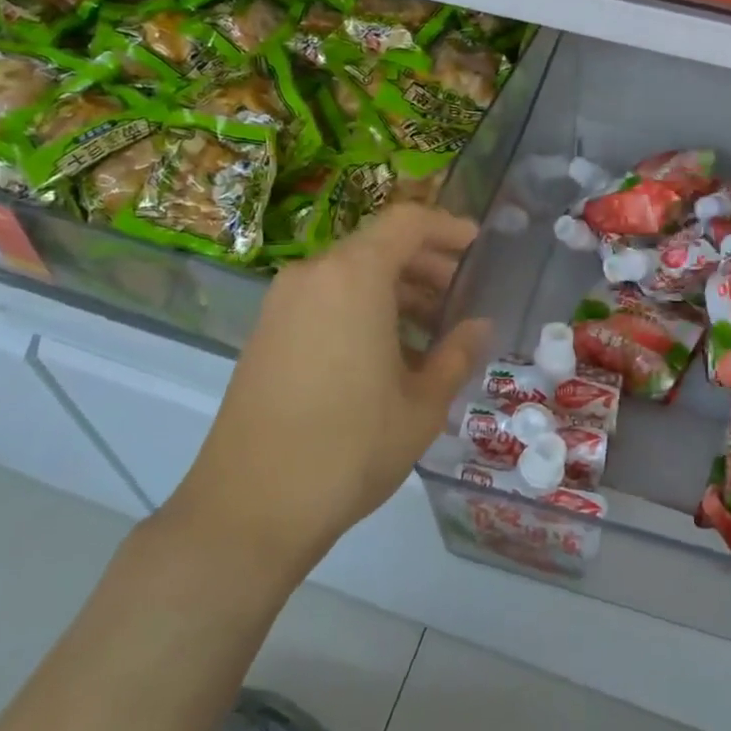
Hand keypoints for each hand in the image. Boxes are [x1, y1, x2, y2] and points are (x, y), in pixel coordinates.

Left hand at [162, 205, 490, 569]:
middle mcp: (313, 275)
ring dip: (395, 288)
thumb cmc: (350, 448)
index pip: (407, 222)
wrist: (250, 507)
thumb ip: (457, 353)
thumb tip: (480, 326)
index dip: (447, 226)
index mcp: (354, 277)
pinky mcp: (265, 333)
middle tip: (461, 293)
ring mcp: (282, 304)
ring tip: (431, 327)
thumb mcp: (422, 404)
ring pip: (350, 273)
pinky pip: (325, 299)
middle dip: (425, 262)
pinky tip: (386, 351)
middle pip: (377, 245)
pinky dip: (362, 306)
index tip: (477, 244)